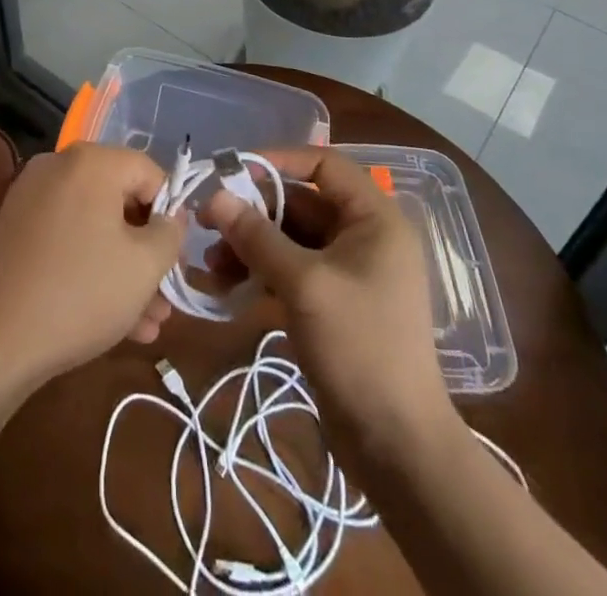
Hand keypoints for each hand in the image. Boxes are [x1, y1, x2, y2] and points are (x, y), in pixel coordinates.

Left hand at [0, 143, 184, 389]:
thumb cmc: (81, 293)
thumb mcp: (144, 266)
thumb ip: (170, 233)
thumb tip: (170, 218)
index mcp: (91, 161)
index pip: (149, 172)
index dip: (170, 214)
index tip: (177, 259)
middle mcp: (58, 166)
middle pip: (119, 200)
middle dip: (147, 251)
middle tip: (165, 296)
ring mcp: (31, 196)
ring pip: (93, 226)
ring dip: (124, 268)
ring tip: (147, 323)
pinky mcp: (14, 228)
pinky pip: (66, 237)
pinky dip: (90, 266)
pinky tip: (114, 320)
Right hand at [200, 147, 458, 468]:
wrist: (398, 447)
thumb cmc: (360, 347)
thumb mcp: (304, 285)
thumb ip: (257, 237)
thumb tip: (215, 197)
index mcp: (373, 219)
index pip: (324, 164)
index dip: (278, 160)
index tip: (233, 171)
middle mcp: (364, 236)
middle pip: (301, 203)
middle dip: (253, 212)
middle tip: (207, 223)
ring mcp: (349, 272)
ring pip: (291, 239)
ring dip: (251, 245)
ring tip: (212, 264)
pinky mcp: (334, 304)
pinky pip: (292, 271)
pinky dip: (261, 273)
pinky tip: (227, 287)